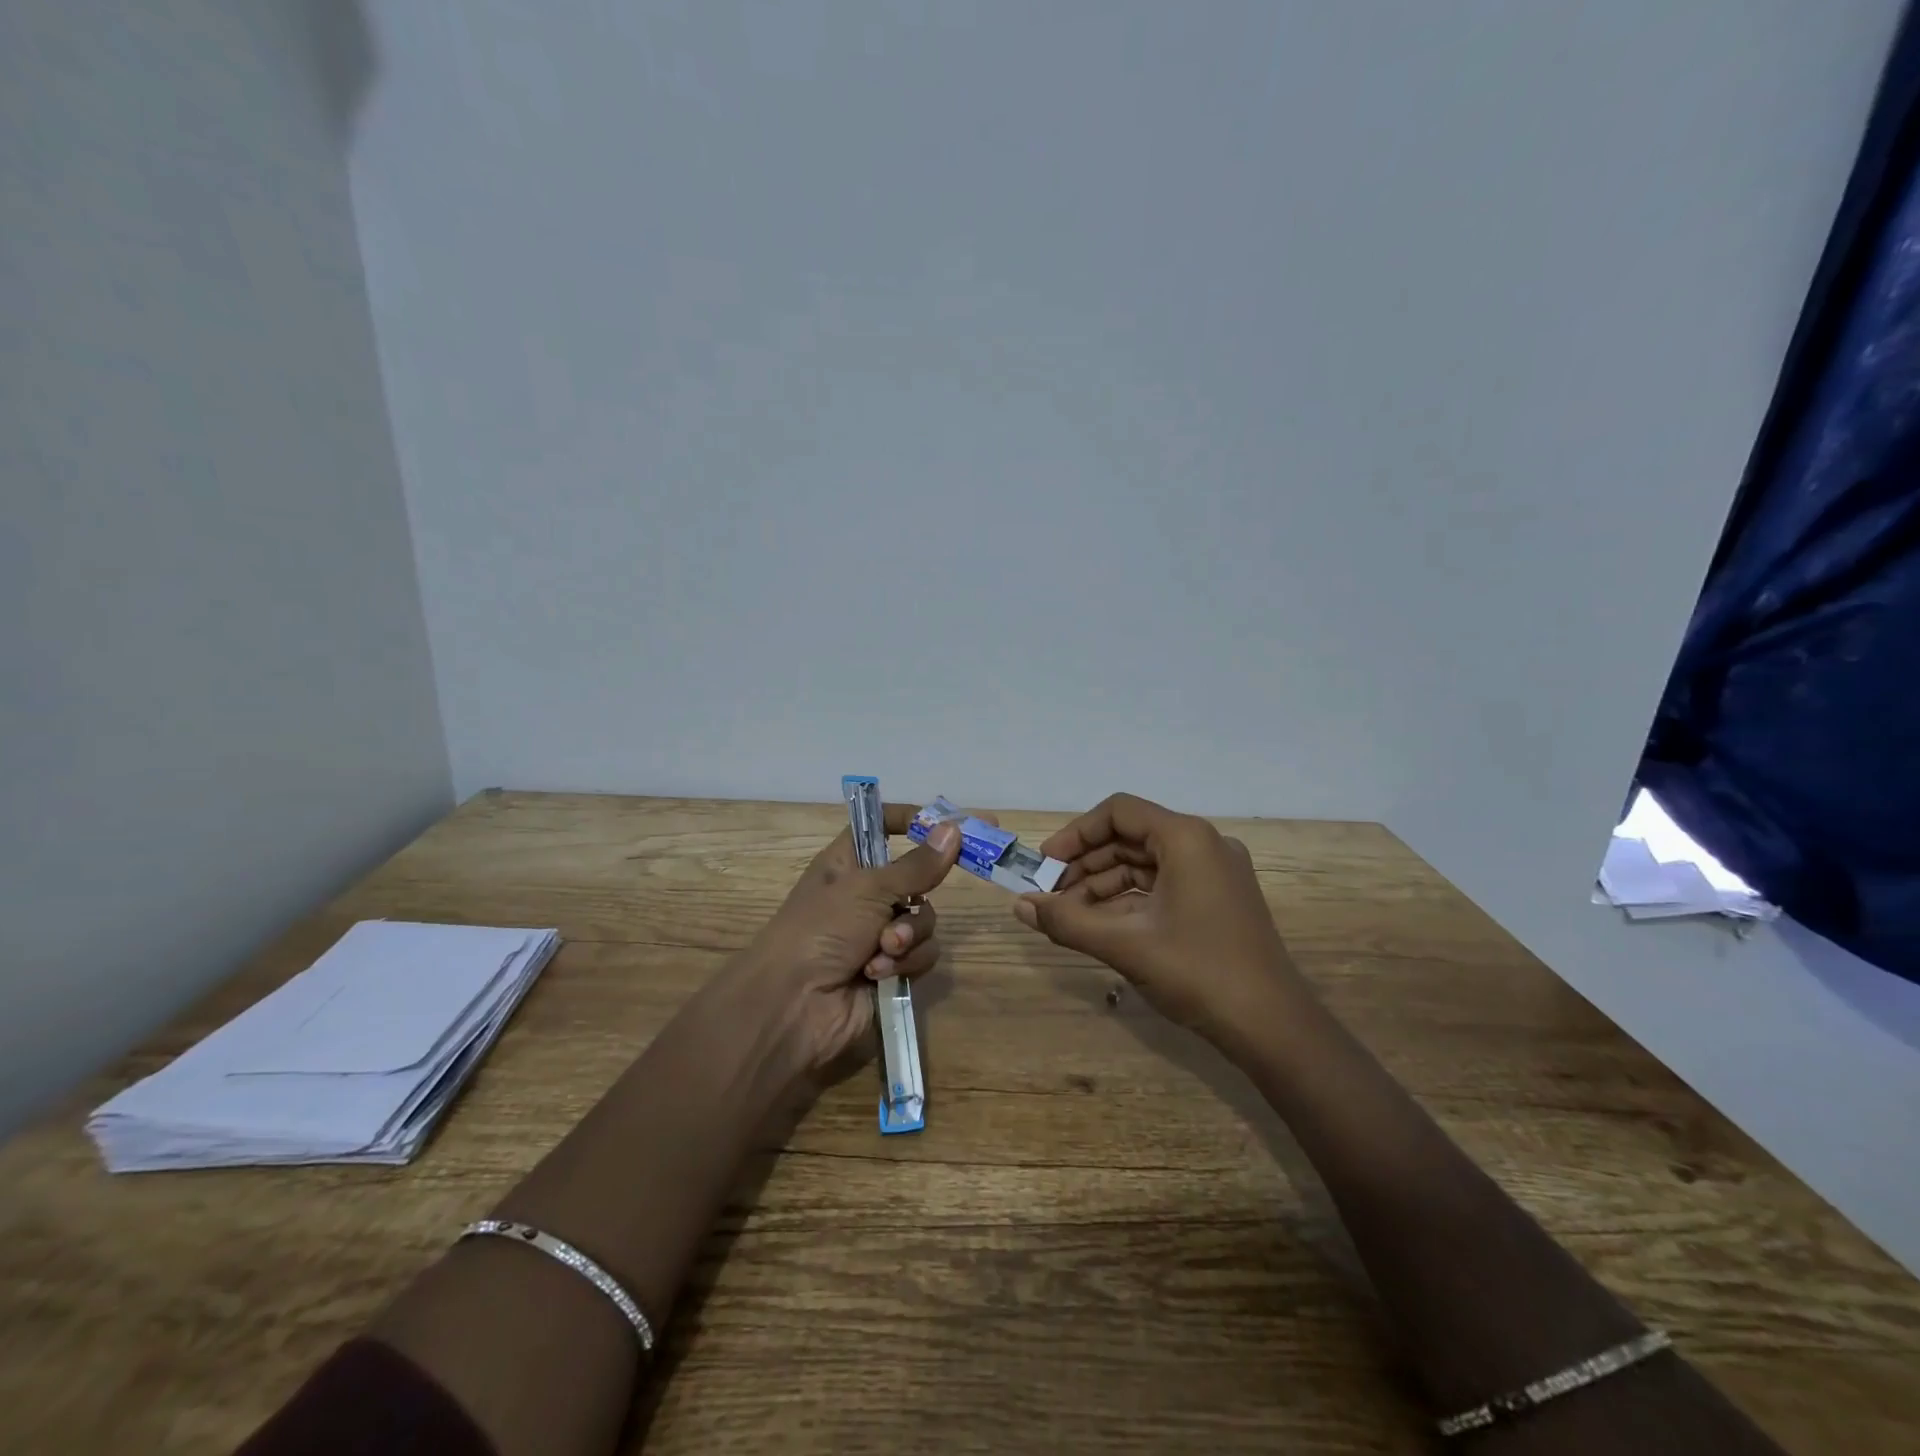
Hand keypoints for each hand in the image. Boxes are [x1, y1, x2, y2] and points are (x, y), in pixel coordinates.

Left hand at [740, 805, 965, 1072]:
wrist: (794, 1005)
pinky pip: (922, 954)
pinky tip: (878, 974)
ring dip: (909, 936)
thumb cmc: (821, 930)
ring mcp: (879, 933)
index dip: (910, 821)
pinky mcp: (892, 969)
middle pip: (917, 878)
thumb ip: (917, 865)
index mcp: (849, 863)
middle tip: (915, 900)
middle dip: (918, 895)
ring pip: (924, 920)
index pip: (882, 827)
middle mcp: (866, 895)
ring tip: (884, 949)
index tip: (947, 825)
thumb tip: (954, 829)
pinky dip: (905, 963)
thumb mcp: (868, 889)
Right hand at [1010, 793, 1304, 1041]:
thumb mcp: (1125, 945)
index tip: (1046, 864)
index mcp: (1186, 838)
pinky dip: (1128, 900)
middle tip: (1050, 894)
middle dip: (1085, 864)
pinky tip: (1101, 924)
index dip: (1076, 834)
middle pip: (1130, 836)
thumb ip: (1067, 921)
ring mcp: (1214, 872)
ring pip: (1145, 864)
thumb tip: (1020, 906)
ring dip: (1103, 884)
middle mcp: (1203, 844)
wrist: (1273, 1027)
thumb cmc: (1198, 973)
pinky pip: (1162, 885)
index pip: (1118, 812)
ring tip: (1068, 914)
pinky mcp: (1218, 899)